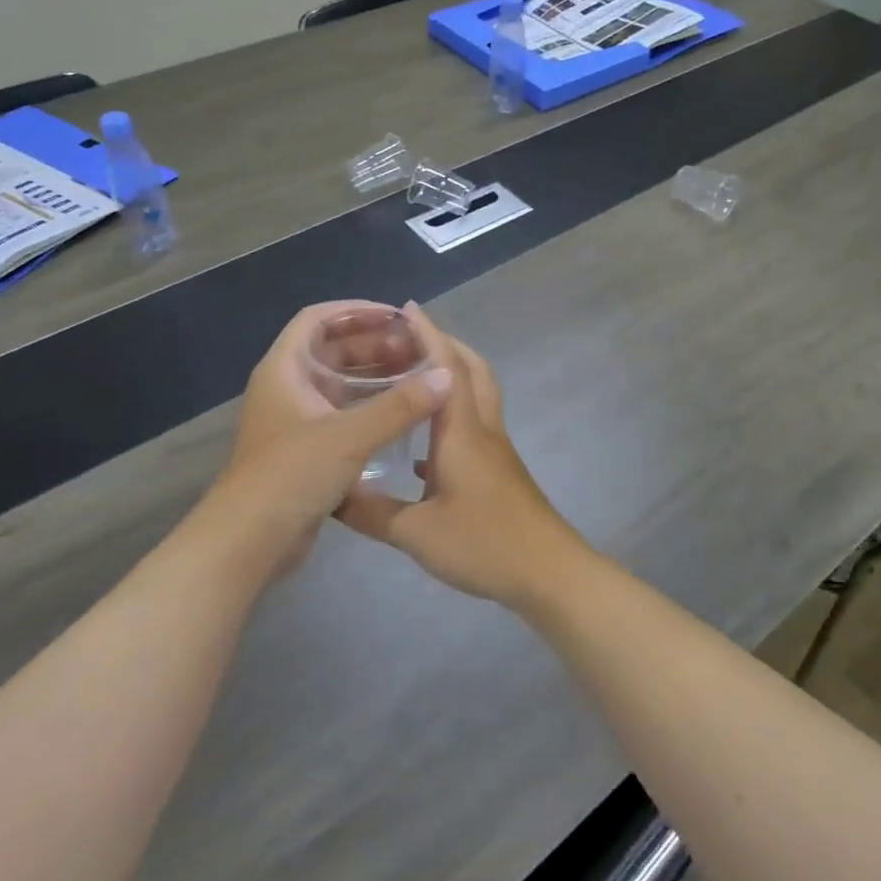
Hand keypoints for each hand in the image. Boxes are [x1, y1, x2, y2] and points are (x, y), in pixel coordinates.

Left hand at [204, 302, 450, 579]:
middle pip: (332, 350)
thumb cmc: (292, 475)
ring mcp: (296, 419)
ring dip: (375, 377)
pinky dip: (370, 407)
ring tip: (417, 378)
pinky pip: (342, 413)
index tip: (396, 317)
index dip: (356, 311)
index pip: (318, 319)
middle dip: (374, 345)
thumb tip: (446, 377)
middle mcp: (287, 387)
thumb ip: (400, 406)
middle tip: (417, 351)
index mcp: (285, 369)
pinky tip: (402, 414)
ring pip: (340, 383)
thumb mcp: (350, 436)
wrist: (249, 541)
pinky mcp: (306, 448)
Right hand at [340, 306, 597, 606]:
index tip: (407, 307)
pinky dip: (451, 417)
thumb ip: (372, 512)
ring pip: (477, 396)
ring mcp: (495, 450)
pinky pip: (474, 427)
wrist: (548, 572)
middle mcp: (482, 430)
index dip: (428, 334)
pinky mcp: (499, 471)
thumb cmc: (484, 543)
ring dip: (452, 377)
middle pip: (473, 371)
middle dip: (446, 346)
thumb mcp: (417, 533)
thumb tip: (332, 494)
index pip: (446, 369)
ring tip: (414, 380)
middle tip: (411, 339)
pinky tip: (422, 446)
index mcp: (461, 432)